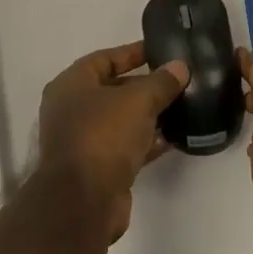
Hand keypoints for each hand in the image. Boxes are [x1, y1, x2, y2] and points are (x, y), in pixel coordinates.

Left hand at [35, 43, 187, 242]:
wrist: (84, 202)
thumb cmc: (103, 136)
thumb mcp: (137, 101)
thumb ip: (160, 82)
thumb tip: (180, 67)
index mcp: (71, 84)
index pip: (104, 58)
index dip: (133, 53)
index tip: (161, 51)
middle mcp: (72, 109)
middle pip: (113, 89)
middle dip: (144, 85)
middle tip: (176, 80)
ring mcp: (83, 140)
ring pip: (120, 120)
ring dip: (147, 115)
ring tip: (181, 107)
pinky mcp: (97, 168)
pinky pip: (125, 146)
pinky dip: (146, 141)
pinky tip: (173, 138)